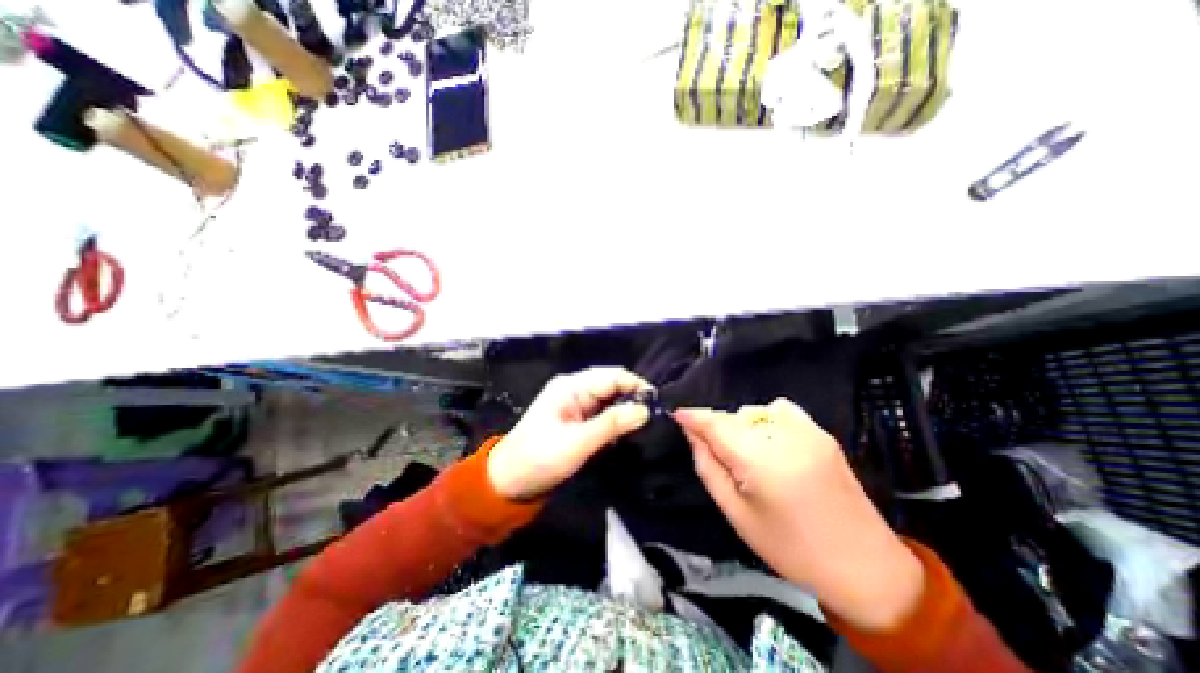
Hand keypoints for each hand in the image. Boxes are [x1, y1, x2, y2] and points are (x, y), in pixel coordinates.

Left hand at [486, 372, 651, 500]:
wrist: (509, 481)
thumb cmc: (539, 459)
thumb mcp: (577, 443)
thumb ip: (612, 424)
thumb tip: (645, 410)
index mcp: (571, 386)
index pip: (612, 376)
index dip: (636, 386)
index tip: (657, 405)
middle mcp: (575, 388)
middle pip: (612, 384)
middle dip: (633, 397)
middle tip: (654, 418)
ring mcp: (575, 402)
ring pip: (609, 398)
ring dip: (626, 409)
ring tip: (645, 424)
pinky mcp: (577, 417)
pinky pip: (603, 411)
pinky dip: (616, 419)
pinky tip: (627, 430)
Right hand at [679, 400, 921, 630]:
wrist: (864, 566)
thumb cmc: (790, 547)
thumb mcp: (736, 513)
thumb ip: (708, 467)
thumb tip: (692, 434)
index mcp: (761, 461)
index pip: (716, 424)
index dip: (693, 416)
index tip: (677, 415)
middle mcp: (783, 436)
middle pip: (733, 416)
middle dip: (716, 427)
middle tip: (715, 453)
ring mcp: (807, 430)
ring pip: (754, 411)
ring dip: (740, 425)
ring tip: (745, 452)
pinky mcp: (822, 432)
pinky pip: (780, 409)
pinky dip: (765, 418)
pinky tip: (769, 441)